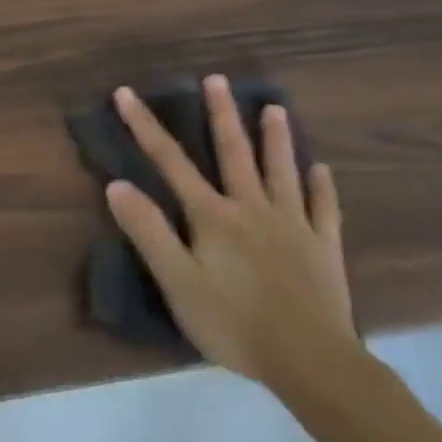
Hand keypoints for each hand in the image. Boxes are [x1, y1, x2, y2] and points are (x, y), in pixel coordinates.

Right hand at [104, 75, 359, 389]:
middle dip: (222, 115)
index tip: (126, 93)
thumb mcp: (177, 281)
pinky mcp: (324, 248)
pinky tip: (322, 169)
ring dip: (276, 139)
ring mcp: (294, 226)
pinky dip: (322, 186)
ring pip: (282, 172)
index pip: (170, 161)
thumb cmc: (233, 322)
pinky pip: (324, 209)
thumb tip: (116, 184)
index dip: (144, 126)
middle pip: (234, 154)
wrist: (312, 362)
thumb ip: (148, 231)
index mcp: (212, 216)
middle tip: (217, 80)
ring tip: (274, 107)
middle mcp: (252, 209)